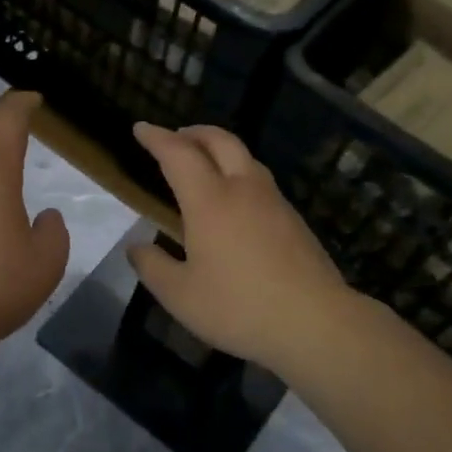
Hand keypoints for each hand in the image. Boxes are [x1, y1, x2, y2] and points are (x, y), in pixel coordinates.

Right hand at [129, 124, 351, 373]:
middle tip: (174, 137)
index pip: (178, 154)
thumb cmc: (239, 307)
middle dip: (193, 132)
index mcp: (209, 201)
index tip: (141, 128)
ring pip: (245, 158)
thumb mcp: (180, 295)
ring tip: (204, 163)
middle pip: (219, 141)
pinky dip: (239, 173)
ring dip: (220, 149)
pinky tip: (235, 201)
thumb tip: (136, 247)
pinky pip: (260, 181)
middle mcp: (243, 189)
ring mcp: (274, 202)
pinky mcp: (294, 220)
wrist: (315, 323)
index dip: (157, 138)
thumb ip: (153, 267)